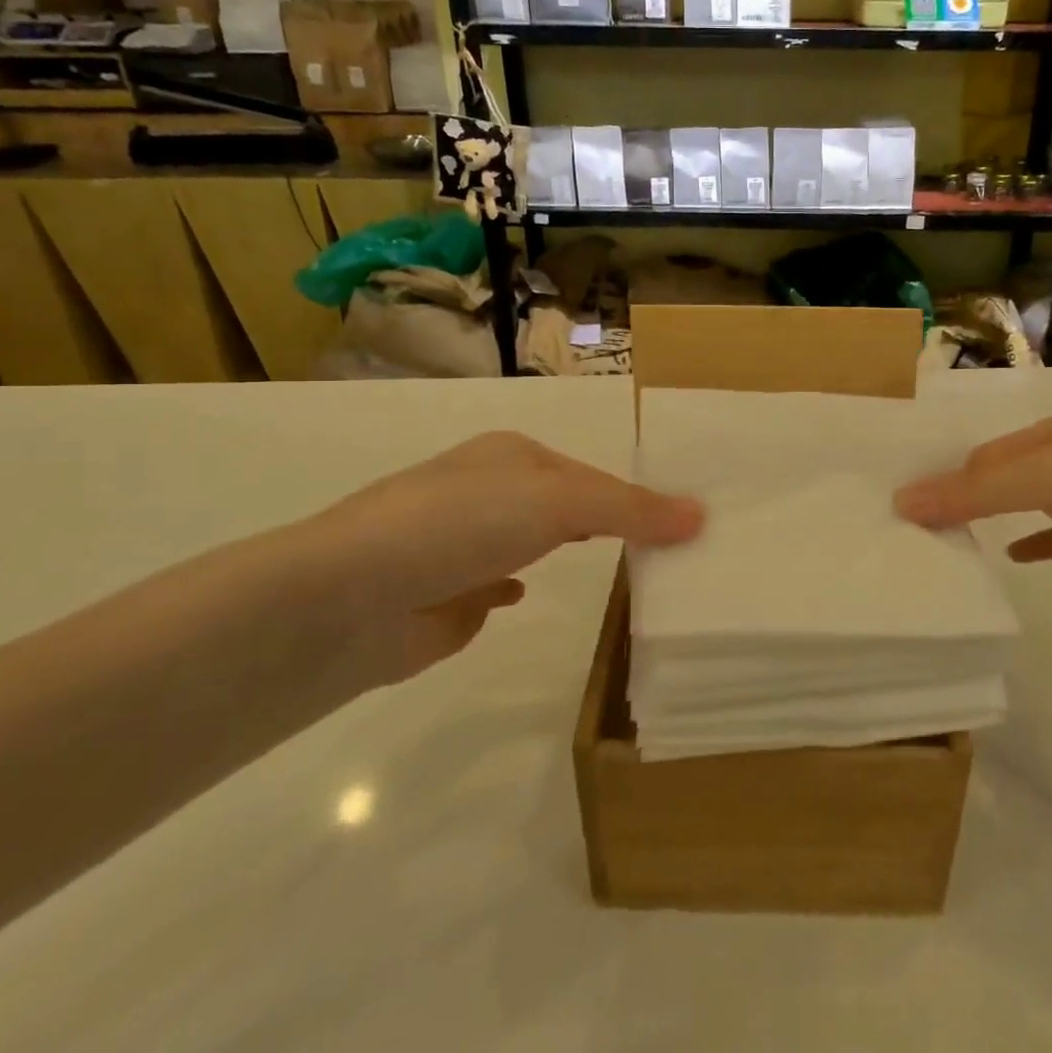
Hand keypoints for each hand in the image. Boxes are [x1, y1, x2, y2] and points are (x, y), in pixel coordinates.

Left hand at [291, 433, 702, 685]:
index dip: (639, 500)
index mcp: (514, 456)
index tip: (687, 529)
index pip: (595, 476)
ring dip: (570, 549)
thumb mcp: (558, 503)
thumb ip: (630, 509)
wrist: (350, 597)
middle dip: (611, 523)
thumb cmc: (460, 526)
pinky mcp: (448, 592)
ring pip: (537, 541)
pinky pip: (499, 584)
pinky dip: (518, 586)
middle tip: (670, 552)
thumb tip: (701, 515)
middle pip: (568, 505)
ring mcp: (466, 542)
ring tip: (624, 573)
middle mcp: (490, 490)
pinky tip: (526, 595)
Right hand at [894, 415, 1051, 634]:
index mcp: (1051, 435)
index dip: (936, 477)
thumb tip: (901, 500)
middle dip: (953, 499)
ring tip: (936, 547)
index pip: (976, 454)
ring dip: (982, 523)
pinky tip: (1009, 561)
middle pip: (993, 479)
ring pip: (1017, 509)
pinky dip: (1029, 547)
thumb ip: (977, 491)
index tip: (891, 506)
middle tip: (903, 531)